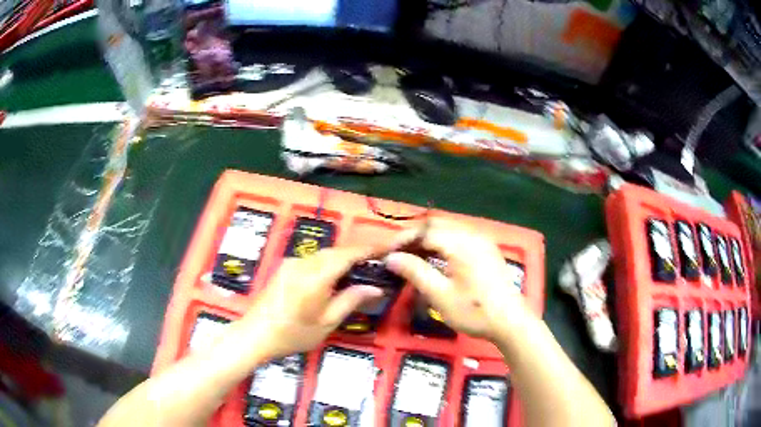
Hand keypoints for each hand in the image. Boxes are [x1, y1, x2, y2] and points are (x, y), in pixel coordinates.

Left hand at [238, 247, 384, 359]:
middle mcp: (303, 263)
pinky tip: (334, 277)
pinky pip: (313, 260)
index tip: (390, 245)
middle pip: (336, 251)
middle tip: (378, 260)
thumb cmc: (292, 334)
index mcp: (315, 277)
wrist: (255, 334)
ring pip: (324, 254)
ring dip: (343, 258)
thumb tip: (375, 288)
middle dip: (358, 252)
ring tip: (360, 269)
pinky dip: (329, 264)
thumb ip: (350, 300)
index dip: (370, 248)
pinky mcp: (285, 267)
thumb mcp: (326, 323)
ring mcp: (292, 263)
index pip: (348, 254)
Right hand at [385, 218, 530, 340]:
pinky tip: (438, 259)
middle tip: (399, 255)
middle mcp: (473, 235)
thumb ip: (415, 272)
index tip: (387, 254)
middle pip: (437, 224)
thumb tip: (391, 258)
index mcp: (461, 243)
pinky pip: (460, 237)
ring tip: (414, 257)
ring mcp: (483, 241)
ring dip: (429, 239)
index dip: (403, 240)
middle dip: (415, 237)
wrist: (510, 322)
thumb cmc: (474, 311)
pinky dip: (444, 243)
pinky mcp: (488, 250)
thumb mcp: (440, 295)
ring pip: (449, 229)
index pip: (425, 231)